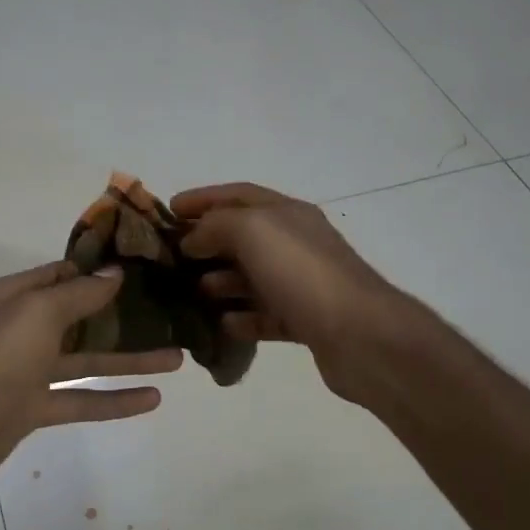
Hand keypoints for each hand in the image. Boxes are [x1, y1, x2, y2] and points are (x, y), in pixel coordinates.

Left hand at [0, 261, 183, 502]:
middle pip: (80, 317)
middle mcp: (22, 329)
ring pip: (87, 361)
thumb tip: (114, 272)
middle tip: (169, 312)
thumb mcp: (37, 313)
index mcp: (16, 297)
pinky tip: (152, 399)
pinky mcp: (33, 409)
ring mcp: (27, 371)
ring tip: (177, 357)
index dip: (99, 269)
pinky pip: (81, 400)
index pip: (62, 273)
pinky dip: (114, 400)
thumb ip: (79, 294)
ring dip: (129, 359)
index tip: (143, 266)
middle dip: (122, 316)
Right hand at [172, 182, 407, 403]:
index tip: (169, 210)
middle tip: (172, 258)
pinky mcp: (306, 321)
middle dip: (207, 243)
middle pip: (244, 237)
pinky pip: (266, 315)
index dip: (203, 198)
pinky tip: (221, 325)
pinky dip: (242, 318)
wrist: (360, 334)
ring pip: (253, 277)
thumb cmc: (302, 273)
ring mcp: (302, 284)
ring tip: (193, 293)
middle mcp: (297, 244)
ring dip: (221, 282)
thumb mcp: (252, 230)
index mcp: (287, 213)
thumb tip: (192, 239)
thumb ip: (216, 225)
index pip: (239, 194)